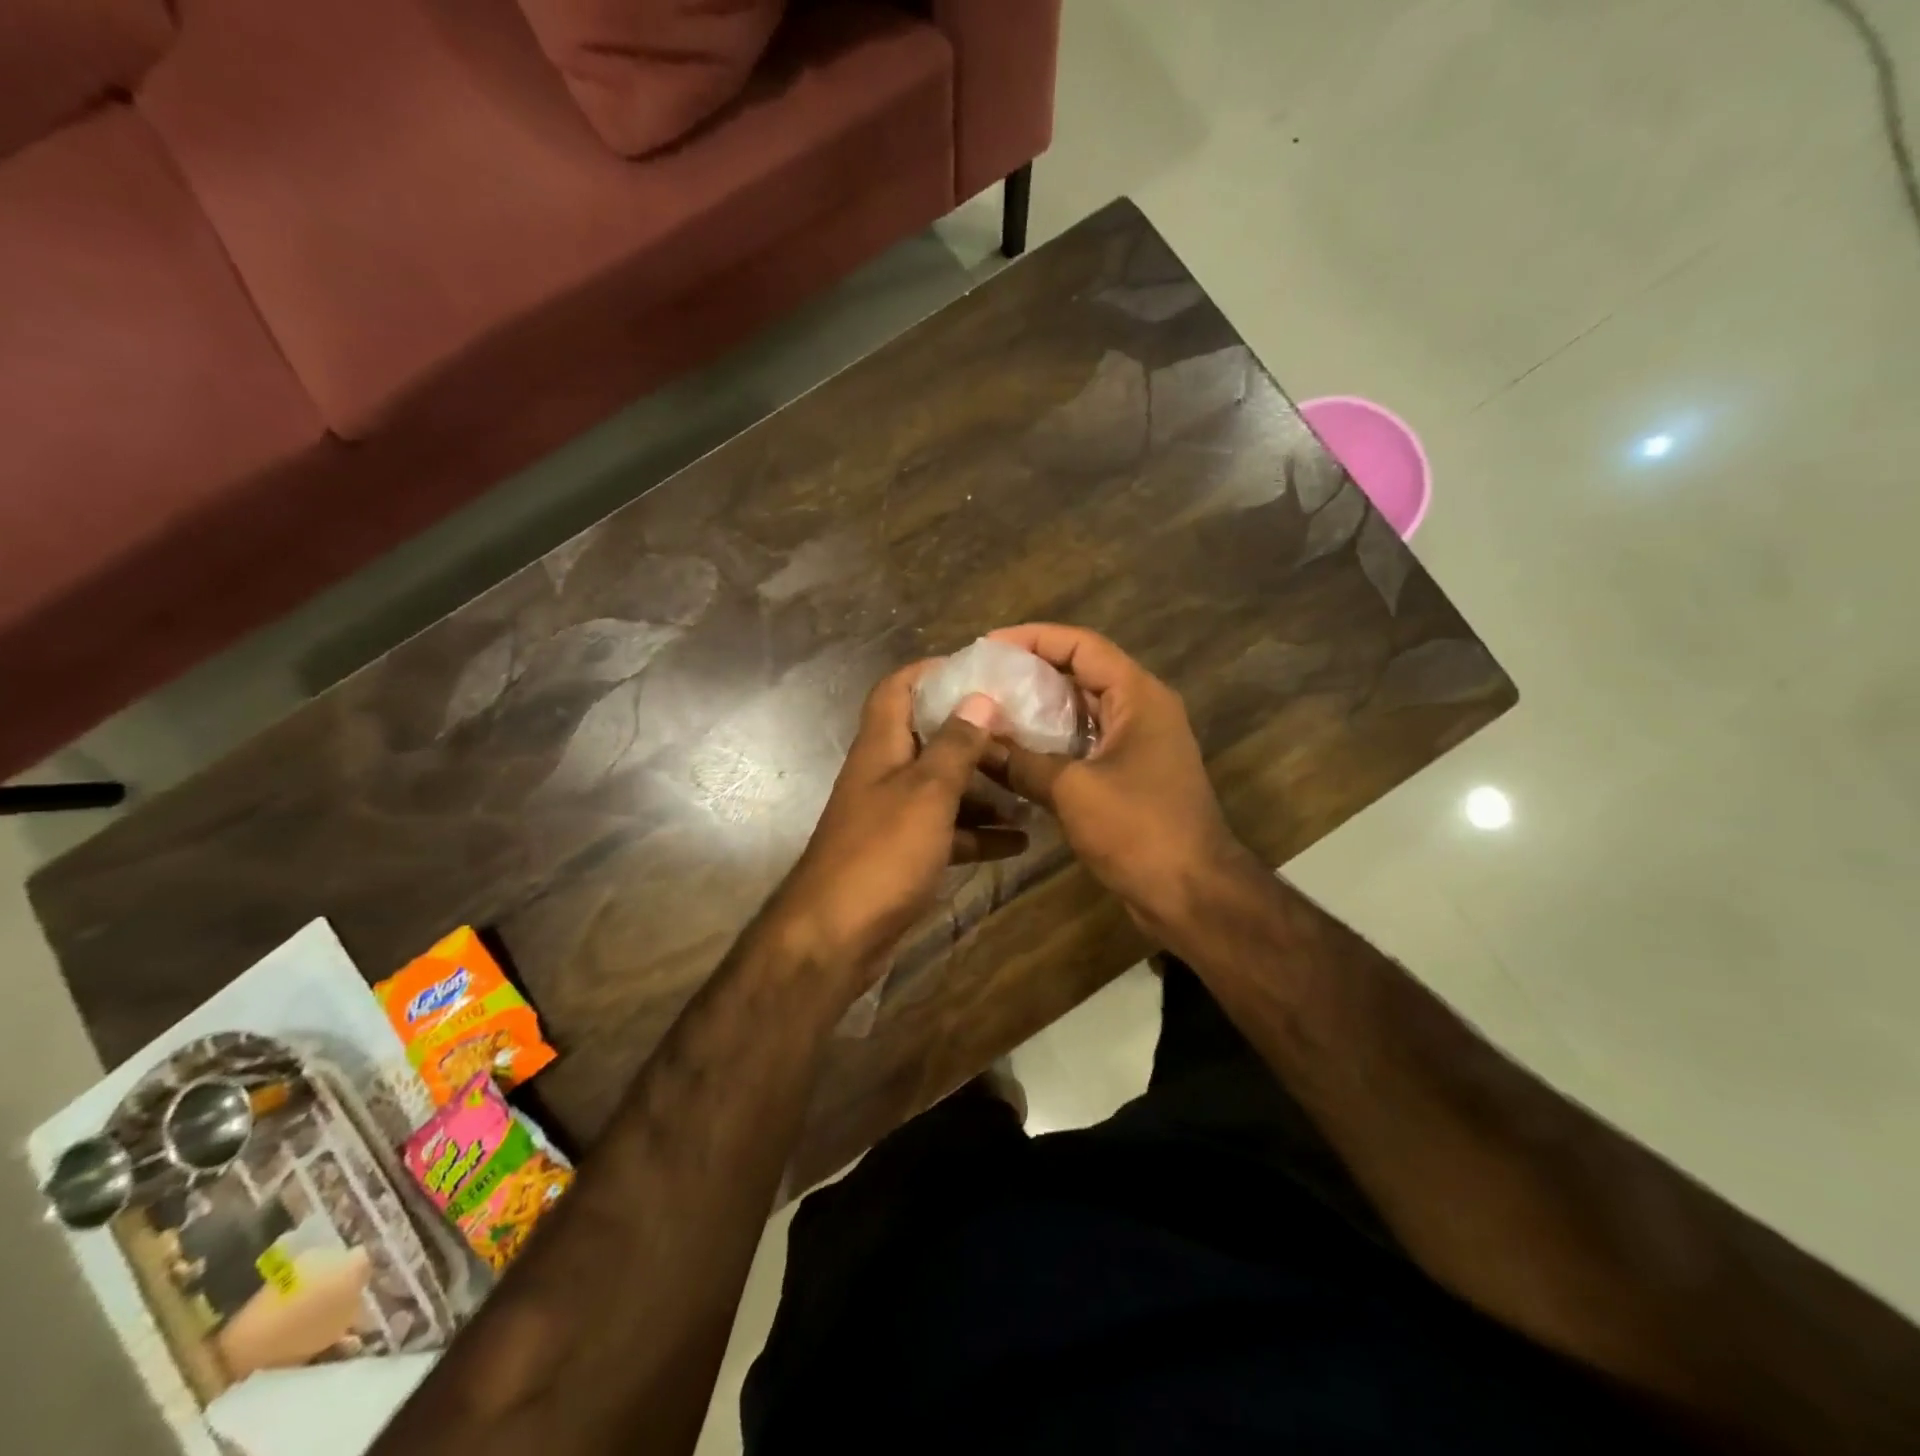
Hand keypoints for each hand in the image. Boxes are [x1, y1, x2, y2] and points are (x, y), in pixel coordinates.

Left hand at [769, 664, 1026, 986]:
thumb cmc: (881, 853)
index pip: (897, 689)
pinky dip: (979, 834)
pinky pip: (947, 833)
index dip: (931, 672)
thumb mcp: (926, 793)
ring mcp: (894, 817)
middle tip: (1022, 730)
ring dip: (983, 787)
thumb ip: (955, 746)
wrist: (835, 938)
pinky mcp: (905, 855)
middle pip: (929, 738)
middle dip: (972, 733)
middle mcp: (885, 775)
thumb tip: (979, 697)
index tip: (978, 670)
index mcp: (881, 747)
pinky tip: (1020, 841)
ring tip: (1030, 786)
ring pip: (943, 788)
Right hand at [986, 624, 1252, 939]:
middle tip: (981, 679)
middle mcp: (1141, 710)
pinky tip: (1012, 753)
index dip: (1033, 638)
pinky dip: (1050, 743)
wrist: (1192, 893)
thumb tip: (975, 744)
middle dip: (1030, 672)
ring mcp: (1138, 744)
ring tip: (989, 710)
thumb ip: (1021, 762)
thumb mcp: (1073, 790)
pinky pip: (1084, 744)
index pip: (1081, 645)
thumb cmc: (1139, 830)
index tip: (988, 647)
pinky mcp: (1129, 776)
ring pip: (1080, 711)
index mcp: (1138, 696)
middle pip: (1080, 673)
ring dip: (1038, 709)